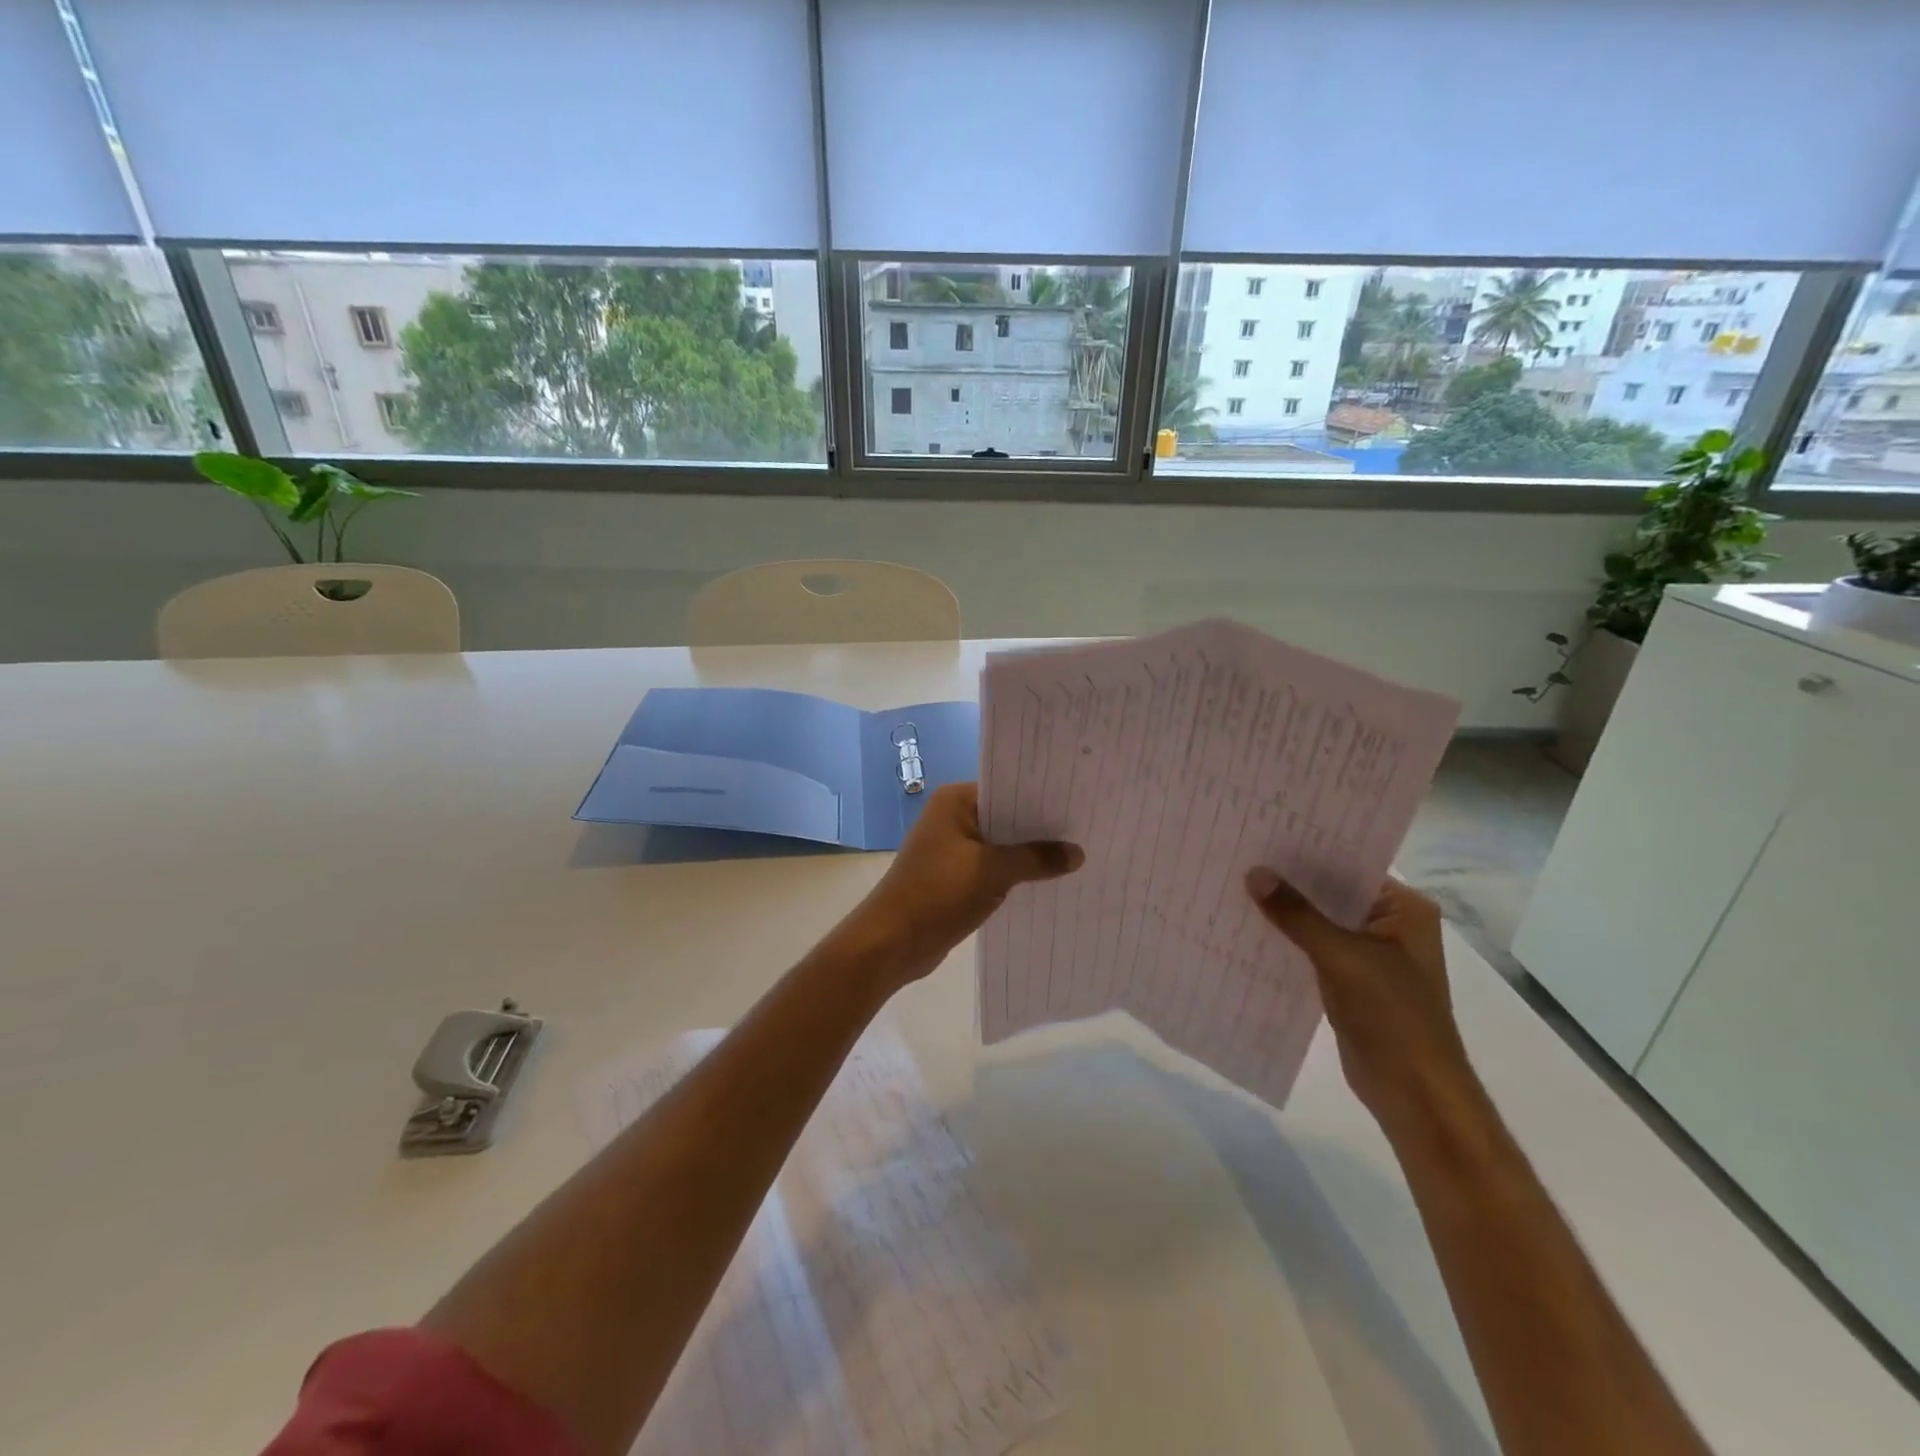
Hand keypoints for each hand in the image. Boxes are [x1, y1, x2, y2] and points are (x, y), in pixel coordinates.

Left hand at [851, 783, 1082, 988]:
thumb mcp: (992, 871)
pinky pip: (994, 868)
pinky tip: (1049, 882)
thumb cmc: (938, 893)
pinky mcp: (955, 877)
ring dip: (1030, 854)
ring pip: (1002, 845)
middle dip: (1041, 828)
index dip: (1042, 796)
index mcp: (955, 801)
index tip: (1079, 801)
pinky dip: (1016, 874)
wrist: (892, 942)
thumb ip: (1036, 858)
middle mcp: (953, 817)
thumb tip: (1077, 853)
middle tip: (1087, 829)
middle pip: (1006, 816)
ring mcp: (953, 848)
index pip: (1007, 788)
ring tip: (1078, 855)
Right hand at [1246, 869, 1473, 1135]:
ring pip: (1320, 921)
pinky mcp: (1351, 980)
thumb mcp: (1342, 957)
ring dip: (1286, 912)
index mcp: (1405, 910)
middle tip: (1241, 856)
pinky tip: (1249, 929)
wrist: (1414, 1093)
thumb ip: (1297, 914)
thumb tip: (1254, 873)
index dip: (1308, 852)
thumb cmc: (1393, 1015)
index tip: (1263, 834)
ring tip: (1236, 886)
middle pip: (1332, 893)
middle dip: (1290, 881)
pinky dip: (1287, 940)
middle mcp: (1390, 925)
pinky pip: (1313, 948)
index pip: (1351, 866)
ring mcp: (1371, 954)